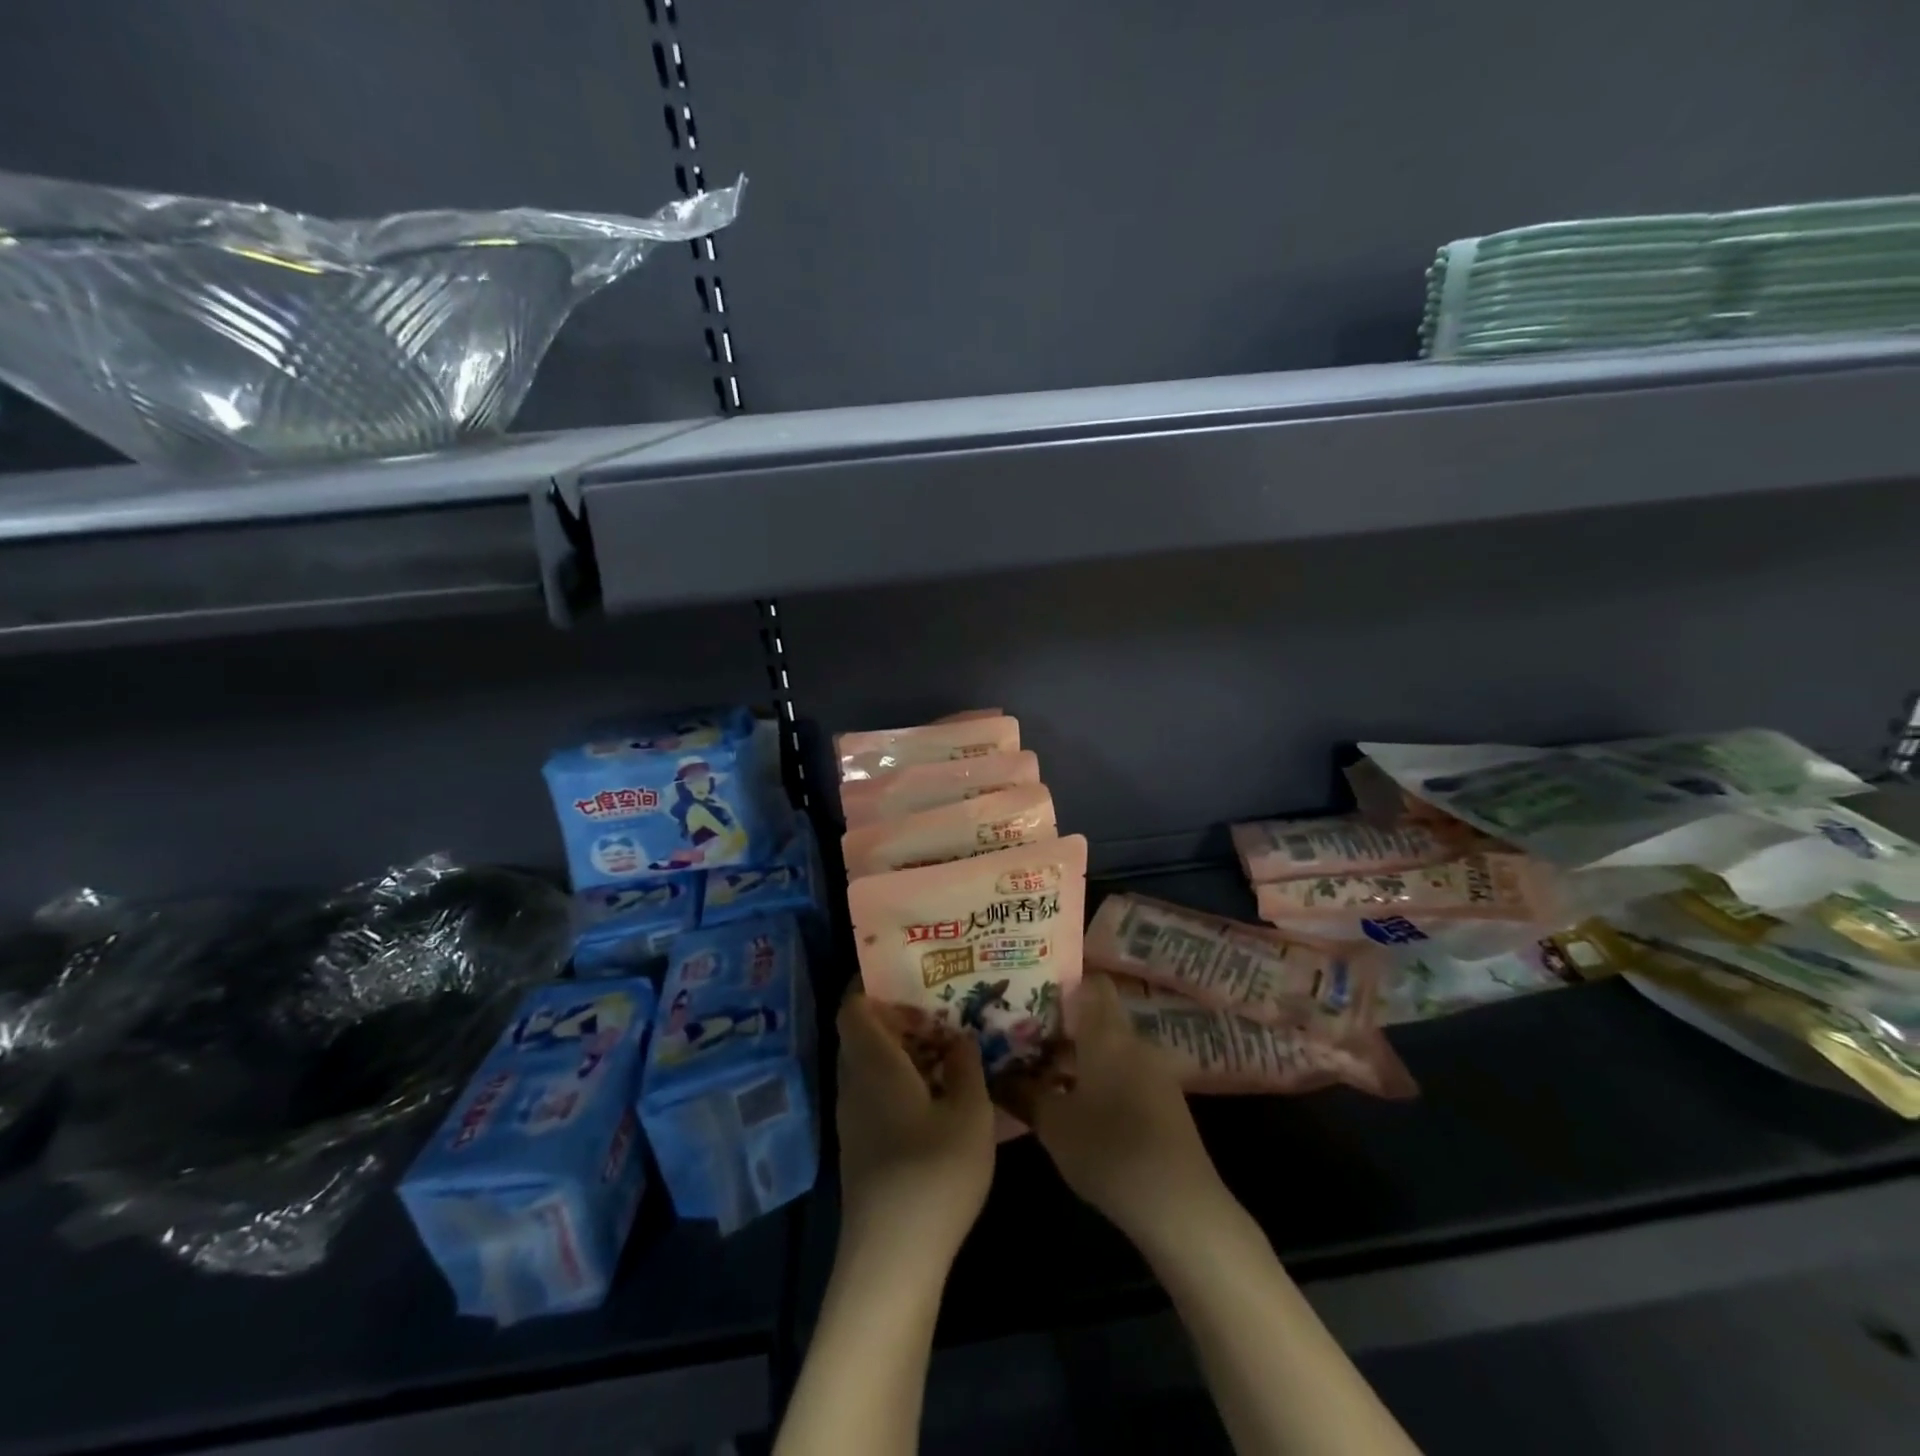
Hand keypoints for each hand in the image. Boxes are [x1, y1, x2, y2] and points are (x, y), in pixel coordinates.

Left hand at [835, 993, 995, 1274]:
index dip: (872, 982)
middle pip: (862, 1032)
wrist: (892, 1259)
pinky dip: (899, 1078)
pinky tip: (938, 1091)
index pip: (853, 1005)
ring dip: (901, 1048)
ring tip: (947, 1041)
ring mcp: (854, 1117)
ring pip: (869, 1063)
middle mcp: (854, 1082)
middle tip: (941, 1003)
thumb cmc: (932, 1173)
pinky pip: (874, 1091)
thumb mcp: (969, 1113)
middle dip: (897, 1013)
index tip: (910, 970)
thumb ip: (966, 1066)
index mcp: (874, 1062)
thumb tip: (959, 1037)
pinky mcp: (861, 1145)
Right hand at [1000, 975, 1226, 1249]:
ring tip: (1042, 1076)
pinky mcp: (1165, 1102)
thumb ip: (1022, 1093)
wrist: (1178, 1205)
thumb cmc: (1109, 1150)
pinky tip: (1077, 1107)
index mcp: (1108, 1033)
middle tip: (1024, 1040)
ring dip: (1079, 1057)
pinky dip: (1100, 1079)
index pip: (1092, 983)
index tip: (1032, 996)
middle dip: (1061, 1028)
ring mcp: (1155, 1072)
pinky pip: (1125, 1073)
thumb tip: (995, 1075)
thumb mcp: (1053, 1124)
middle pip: (1097, 1018)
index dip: (1064, 983)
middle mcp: (1134, 1042)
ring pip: (1110, 1049)